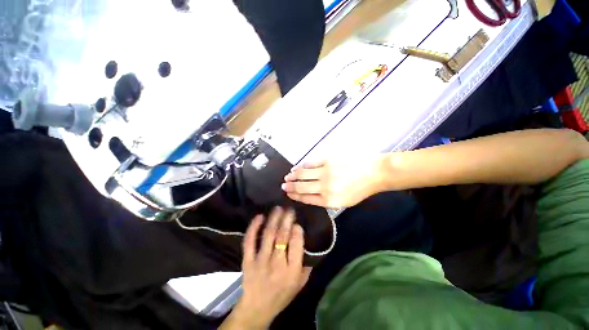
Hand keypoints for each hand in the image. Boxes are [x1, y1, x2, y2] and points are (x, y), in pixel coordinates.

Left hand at [224, 207, 310, 329]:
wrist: (257, 308)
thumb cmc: (282, 294)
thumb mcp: (300, 283)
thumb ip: (307, 264)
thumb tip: (309, 242)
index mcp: (292, 271)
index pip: (296, 245)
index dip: (296, 230)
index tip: (297, 222)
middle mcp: (277, 264)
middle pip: (282, 236)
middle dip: (286, 219)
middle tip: (289, 209)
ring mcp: (260, 261)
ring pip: (268, 235)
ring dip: (274, 219)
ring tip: (278, 208)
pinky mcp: (247, 260)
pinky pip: (250, 241)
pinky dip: (254, 227)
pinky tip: (259, 217)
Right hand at [281, 157, 386, 207]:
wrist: (375, 173)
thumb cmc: (361, 189)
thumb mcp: (345, 201)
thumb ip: (327, 200)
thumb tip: (311, 195)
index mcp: (329, 200)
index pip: (306, 198)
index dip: (295, 196)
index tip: (288, 193)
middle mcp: (324, 187)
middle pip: (302, 187)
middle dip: (290, 186)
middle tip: (284, 185)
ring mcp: (325, 172)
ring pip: (303, 174)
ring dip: (293, 176)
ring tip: (288, 176)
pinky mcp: (328, 160)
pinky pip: (311, 163)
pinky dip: (302, 166)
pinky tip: (298, 167)